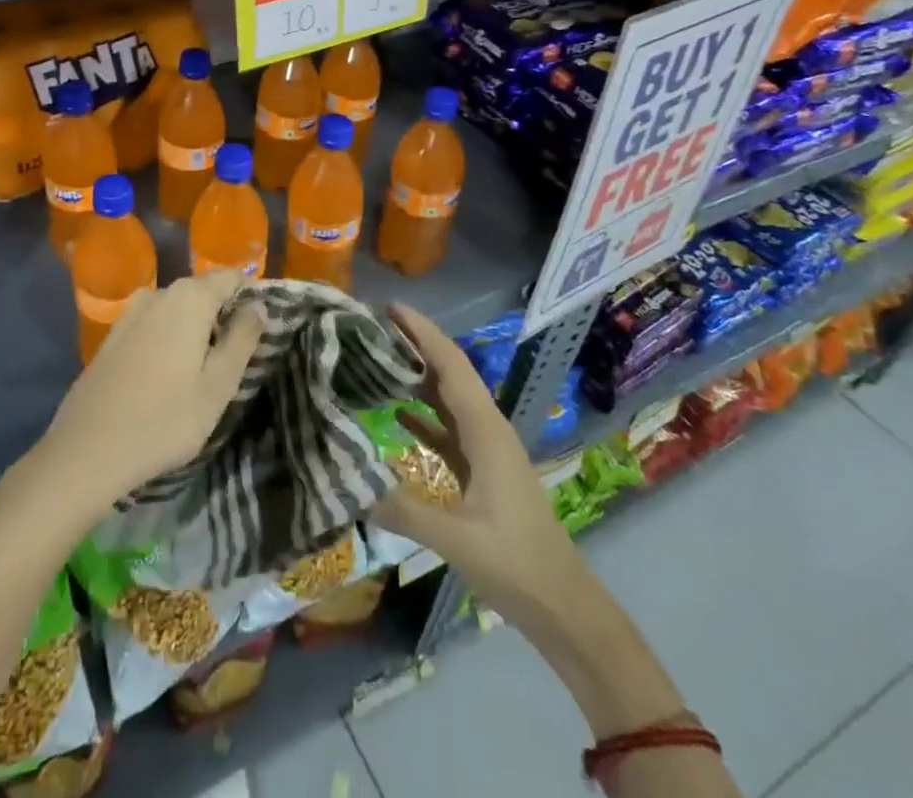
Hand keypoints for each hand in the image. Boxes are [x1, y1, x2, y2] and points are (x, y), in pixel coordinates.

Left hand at [30, 271, 262, 519]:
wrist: (88, 448)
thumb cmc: (165, 419)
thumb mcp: (218, 385)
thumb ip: (243, 339)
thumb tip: (258, 305)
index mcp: (190, 298)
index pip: (231, 277)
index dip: (250, 297)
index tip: (259, 330)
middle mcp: (159, 294)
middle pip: (203, 292)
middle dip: (222, 316)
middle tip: (234, 360)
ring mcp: (131, 313)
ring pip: (177, 309)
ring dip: (194, 329)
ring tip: (201, 372)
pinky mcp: (113, 335)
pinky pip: (153, 325)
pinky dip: (167, 339)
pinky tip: (166, 376)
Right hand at [372, 303, 589, 619]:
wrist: (563, 605)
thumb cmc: (516, 565)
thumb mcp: (457, 540)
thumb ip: (403, 510)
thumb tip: (349, 485)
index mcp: (485, 430)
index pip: (451, 365)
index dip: (422, 332)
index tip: (390, 308)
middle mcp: (487, 428)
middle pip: (449, 373)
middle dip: (416, 345)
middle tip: (371, 328)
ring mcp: (486, 449)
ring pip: (448, 398)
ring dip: (418, 375)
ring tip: (378, 359)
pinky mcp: (482, 470)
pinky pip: (448, 427)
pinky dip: (423, 413)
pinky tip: (396, 413)